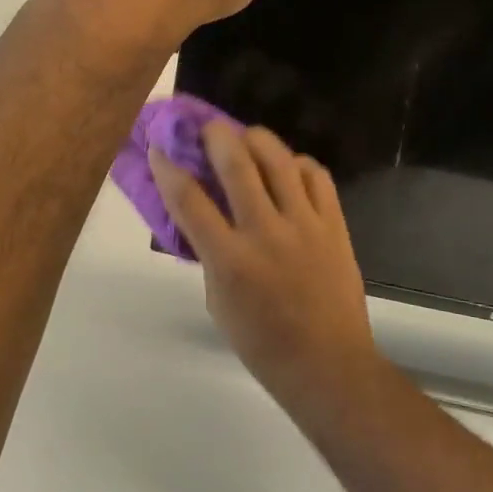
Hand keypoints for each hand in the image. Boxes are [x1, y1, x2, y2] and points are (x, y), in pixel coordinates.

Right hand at [150, 122, 382, 407]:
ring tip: (247, 138)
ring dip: (256, 139)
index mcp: (229, 259)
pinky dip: (299, 164)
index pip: (188, 199)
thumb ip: (210, 253)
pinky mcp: (334, 225)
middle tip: (207, 127)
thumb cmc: (262, 343)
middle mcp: (265, 232)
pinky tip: (289, 169)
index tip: (157, 147)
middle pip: (236, 163)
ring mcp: (304, 224)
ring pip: (279, 160)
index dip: (167, 167)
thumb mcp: (217, 302)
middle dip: (214, 135)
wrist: (328, 364)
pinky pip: (317, 176)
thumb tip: (203, 217)